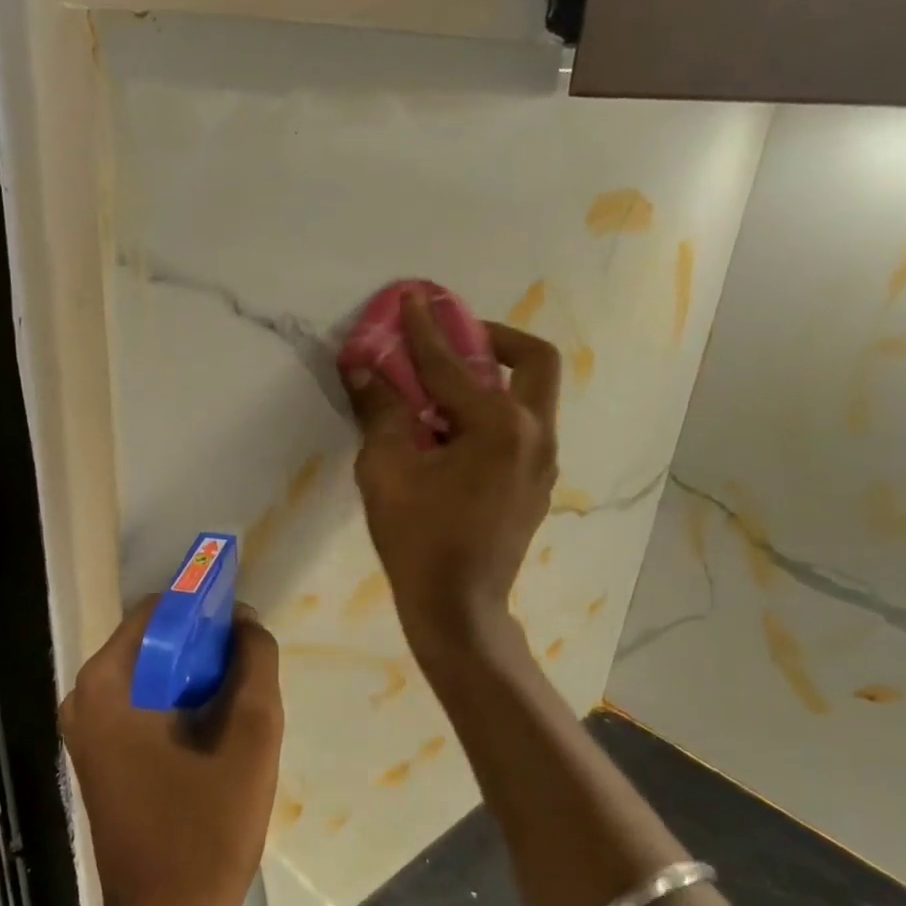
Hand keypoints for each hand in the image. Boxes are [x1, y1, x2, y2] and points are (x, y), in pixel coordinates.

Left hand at [59, 599, 284, 905]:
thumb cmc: (206, 833)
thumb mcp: (250, 737)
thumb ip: (254, 664)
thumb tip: (245, 620)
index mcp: (106, 684)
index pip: (159, 611)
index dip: (206, 610)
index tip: (245, 632)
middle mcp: (85, 698)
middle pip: (154, 641)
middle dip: (205, 649)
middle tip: (249, 676)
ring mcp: (88, 730)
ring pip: (153, 674)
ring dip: (198, 679)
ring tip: (239, 708)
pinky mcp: (101, 755)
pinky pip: (145, 705)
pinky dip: (181, 705)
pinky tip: (216, 735)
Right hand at [345, 293, 560, 650]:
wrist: (458, 608)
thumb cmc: (418, 540)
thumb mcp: (386, 470)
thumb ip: (379, 411)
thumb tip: (362, 367)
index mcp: (499, 426)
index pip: (452, 364)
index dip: (423, 328)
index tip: (410, 297)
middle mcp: (535, 434)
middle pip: (532, 360)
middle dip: (494, 337)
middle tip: (455, 338)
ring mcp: (543, 461)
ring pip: (532, 394)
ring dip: (494, 375)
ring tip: (445, 386)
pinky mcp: (537, 483)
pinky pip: (522, 426)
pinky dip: (493, 410)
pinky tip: (453, 431)